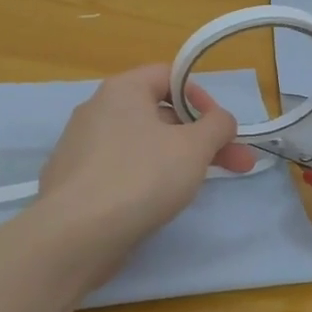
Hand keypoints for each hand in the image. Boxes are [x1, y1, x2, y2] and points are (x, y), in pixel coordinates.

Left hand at [35, 64, 258, 250]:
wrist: (75, 235)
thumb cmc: (140, 177)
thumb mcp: (194, 147)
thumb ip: (217, 126)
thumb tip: (221, 120)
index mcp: (121, 90)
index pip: (168, 75)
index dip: (202, 97)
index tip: (222, 128)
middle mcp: (97, 111)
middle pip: (159, 113)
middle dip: (201, 138)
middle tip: (236, 164)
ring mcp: (81, 148)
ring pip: (142, 145)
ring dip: (177, 160)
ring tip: (201, 187)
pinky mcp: (75, 183)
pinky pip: (120, 171)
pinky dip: (145, 180)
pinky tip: (159, 205)